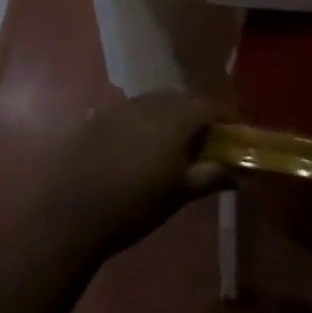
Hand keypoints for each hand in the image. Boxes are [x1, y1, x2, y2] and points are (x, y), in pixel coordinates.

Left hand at [37, 94, 230, 260]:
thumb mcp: (179, 194)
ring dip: (170, 115)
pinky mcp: (98, 117)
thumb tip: (240, 171)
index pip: (210, 105)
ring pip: (156, 101)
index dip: (225, 117)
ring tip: (171, 144)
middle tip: (204, 141)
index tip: (232, 134)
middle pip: (183, 98)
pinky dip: (143, 121)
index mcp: (176, 117)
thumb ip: (212, 176)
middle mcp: (151, 102)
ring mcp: (122, 107)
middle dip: (198, 114)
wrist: (70, 213)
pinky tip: (137, 145)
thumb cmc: (134, 205)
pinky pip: (131, 111)